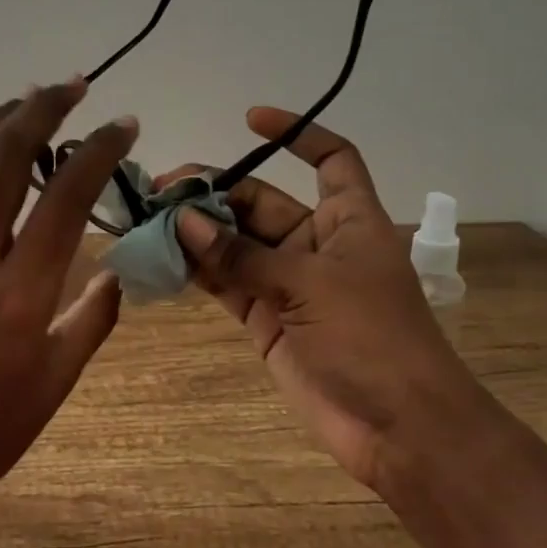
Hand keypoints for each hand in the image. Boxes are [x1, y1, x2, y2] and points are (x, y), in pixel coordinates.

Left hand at [0, 80, 137, 522]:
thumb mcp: (57, 380)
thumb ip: (94, 318)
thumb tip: (117, 274)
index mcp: (21, 294)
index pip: (67, 197)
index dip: (98, 150)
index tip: (123, 125)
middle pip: (4, 160)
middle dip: (41, 110)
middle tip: (72, 86)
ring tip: (25, 101)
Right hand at [158, 107, 477, 492]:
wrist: (398, 428)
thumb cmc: (371, 339)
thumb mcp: (309, 286)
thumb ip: (241, 255)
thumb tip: (182, 221)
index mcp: (348, 219)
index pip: (331, 158)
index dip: (298, 133)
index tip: (249, 119)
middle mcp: (316, 243)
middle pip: (260, 201)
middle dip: (214, 193)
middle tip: (160, 192)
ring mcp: (288, 282)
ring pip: (236, 243)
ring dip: (196, 232)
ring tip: (148, 221)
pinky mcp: (267, 318)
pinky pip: (226, 283)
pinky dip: (197, 271)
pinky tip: (161, 260)